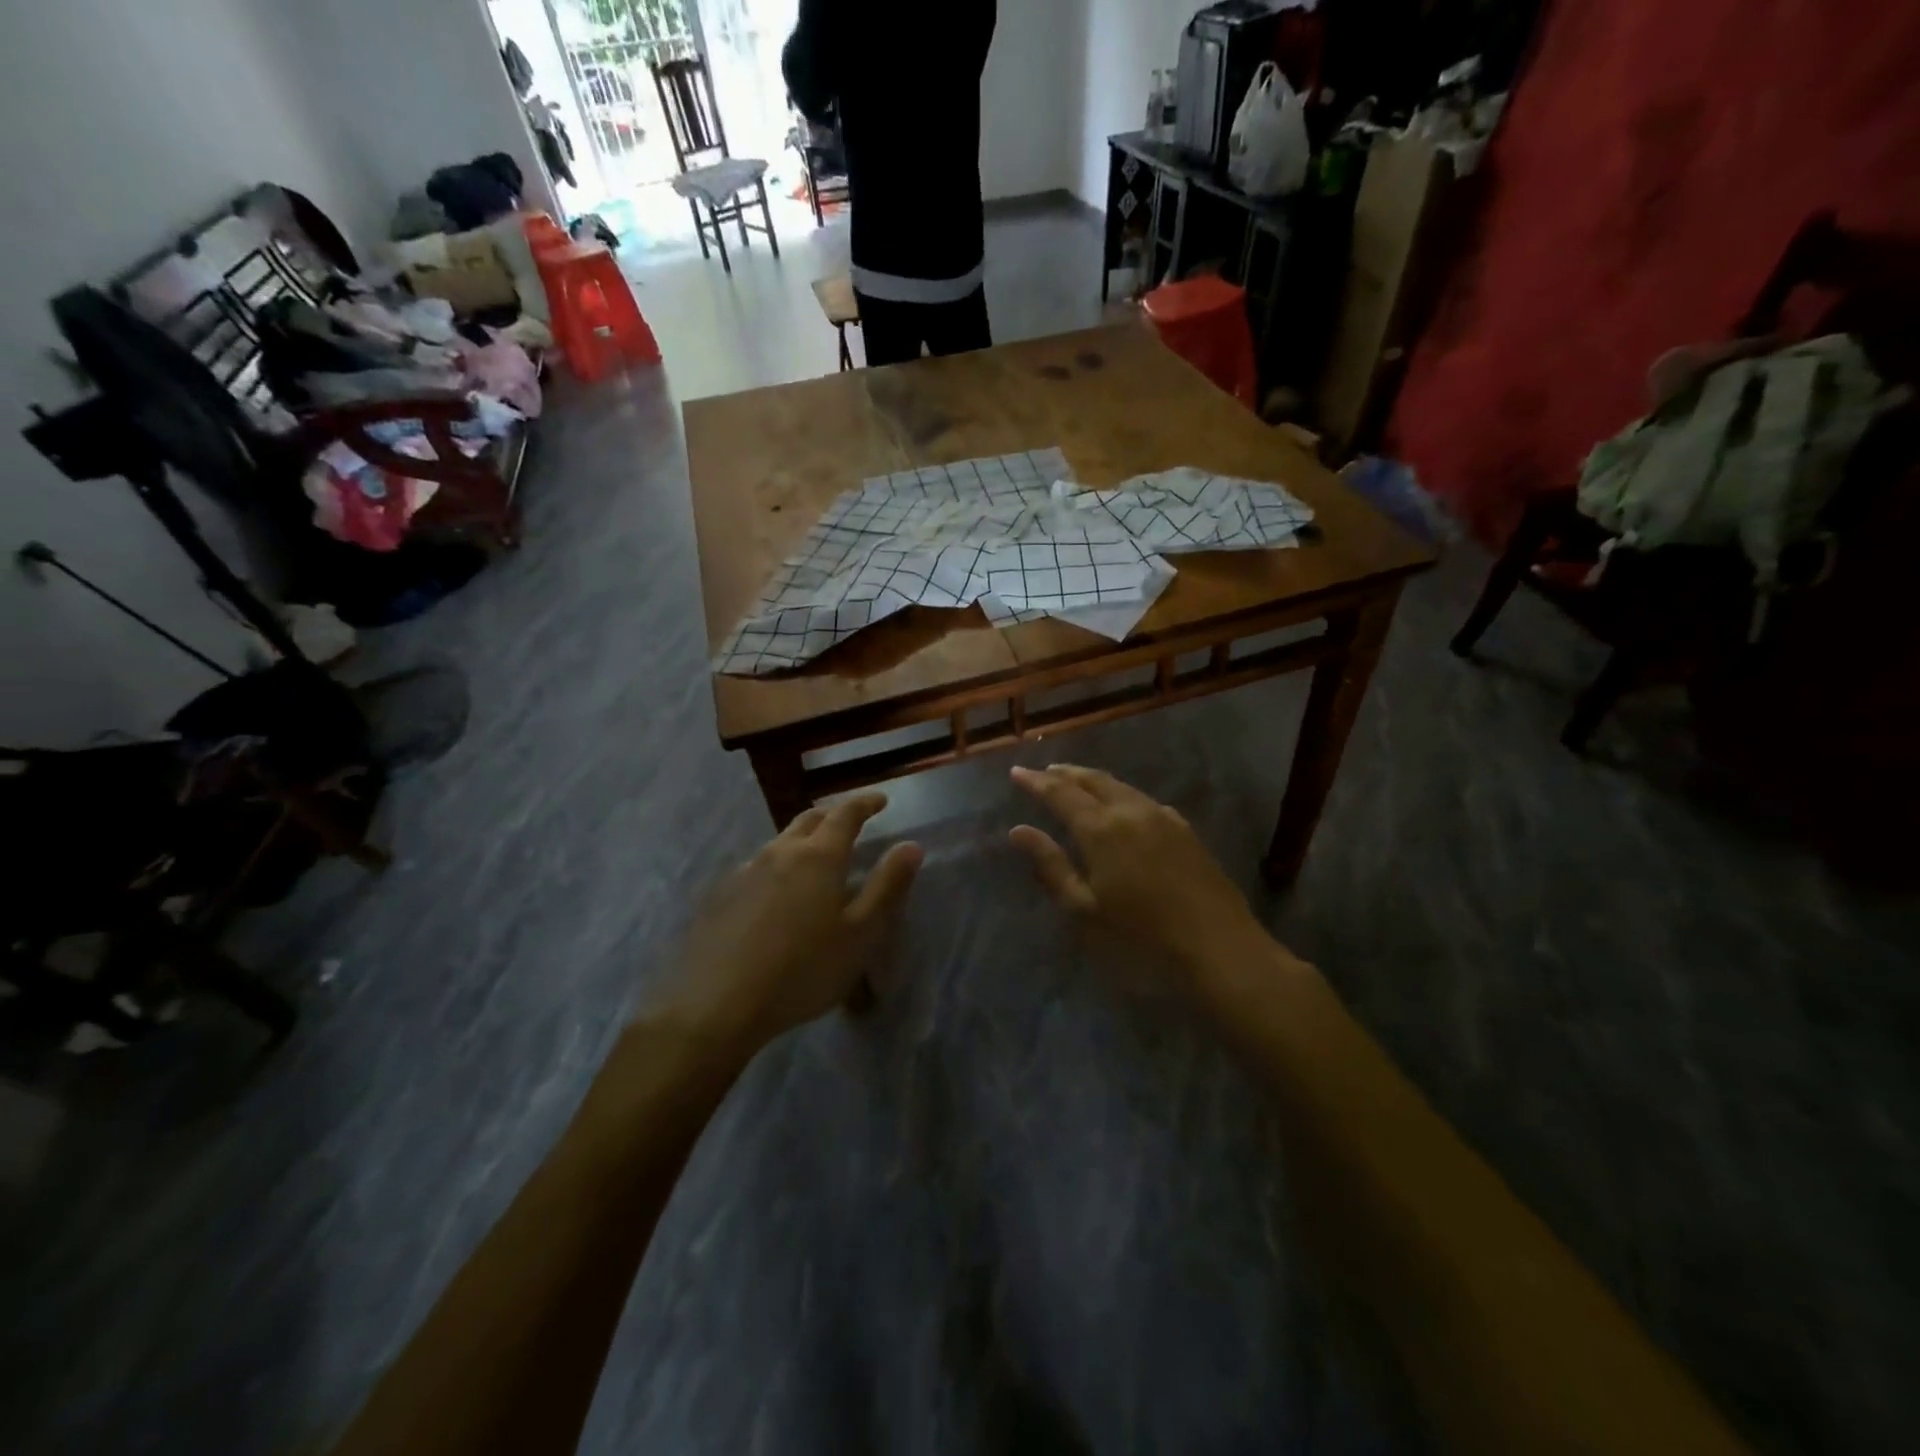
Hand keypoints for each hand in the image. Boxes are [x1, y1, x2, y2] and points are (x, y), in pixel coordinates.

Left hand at [667, 795, 921, 1052]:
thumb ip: (887, 886)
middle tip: (850, 822)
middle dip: (833, 815)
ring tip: (814, 858)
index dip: (865, 803)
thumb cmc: (803, 970)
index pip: (845, 814)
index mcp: (819, 856)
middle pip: (809, 818)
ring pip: (780, 842)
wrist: (717, 1005)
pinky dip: (777, 867)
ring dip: (803, 840)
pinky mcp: (720, 896)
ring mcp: (745, 871)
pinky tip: (776, 894)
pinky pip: (757, 867)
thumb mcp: (860, 934)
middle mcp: (780, 852)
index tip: (881, 799)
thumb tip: (910, 845)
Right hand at [1008, 764, 1270, 984]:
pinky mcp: (1185, 832)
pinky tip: (1123, 806)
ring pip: (1121, 787)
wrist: (1219, 949)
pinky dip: (1121, 795)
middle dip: (1066, 774)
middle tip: (1045, 771)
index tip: (1016, 772)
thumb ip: (1051, 866)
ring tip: (1076, 782)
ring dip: (1094, 781)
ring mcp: (1163, 819)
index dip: (1036, 782)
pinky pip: (1144, 801)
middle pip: (1093, 781)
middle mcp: (1132, 812)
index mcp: (1101, 829)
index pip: (1060, 794)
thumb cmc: (1141, 938)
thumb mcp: (1085, 909)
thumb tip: (1019, 831)